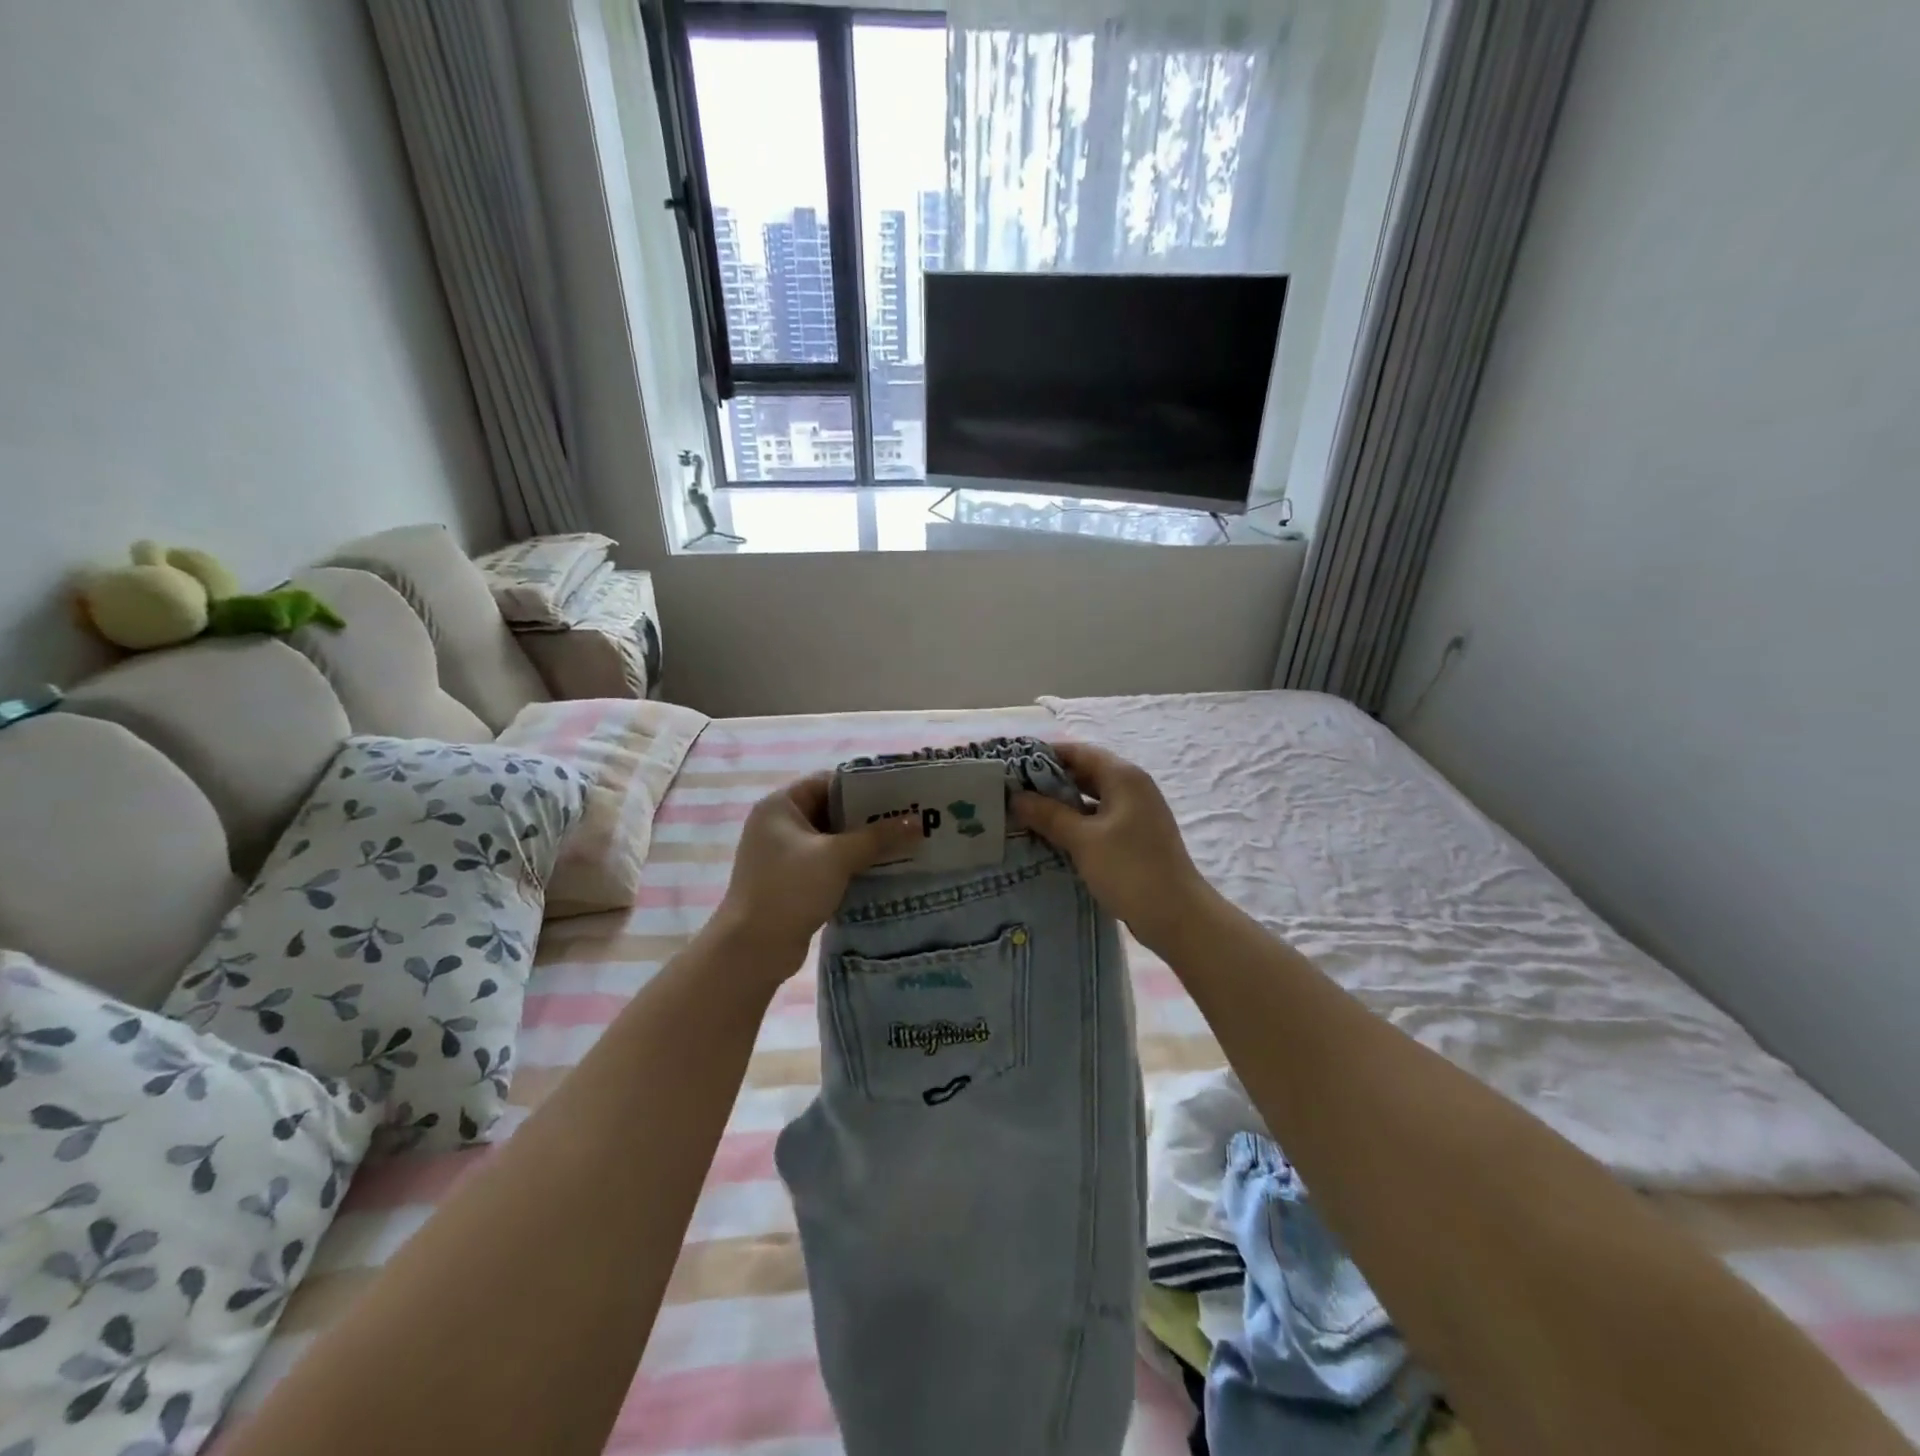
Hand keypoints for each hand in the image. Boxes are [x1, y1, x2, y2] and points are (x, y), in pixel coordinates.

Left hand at [708, 772, 919, 981]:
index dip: (863, 786)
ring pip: (832, 840)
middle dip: (868, 817)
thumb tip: (917, 822)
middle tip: (908, 819)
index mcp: (780, 806)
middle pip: (831, 810)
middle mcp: (778, 825)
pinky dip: (852, 865)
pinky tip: (882, 870)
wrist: (753, 948)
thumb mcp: (838, 857)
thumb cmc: (790, 888)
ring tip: (904, 844)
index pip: (827, 782)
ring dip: (863, 843)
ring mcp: (783, 855)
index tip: (898, 794)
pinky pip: (828, 863)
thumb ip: (878, 837)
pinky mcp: (792, 881)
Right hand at [1012, 742, 1213, 952]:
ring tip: (1025, 814)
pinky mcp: (1135, 837)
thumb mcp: (1083, 839)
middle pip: (1085, 773)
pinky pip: (1099, 819)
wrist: (1177, 916)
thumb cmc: (1130, 869)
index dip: (1044, 755)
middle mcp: (1132, 787)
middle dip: (1049, 781)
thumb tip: (1016, 797)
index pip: (1078, 752)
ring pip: (1091, 798)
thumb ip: (1048, 814)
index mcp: (1123, 777)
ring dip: (1061, 805)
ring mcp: (1136, 813)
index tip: (1012, 765)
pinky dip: (1076, 823)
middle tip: (1012, 792)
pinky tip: (1051, 837)